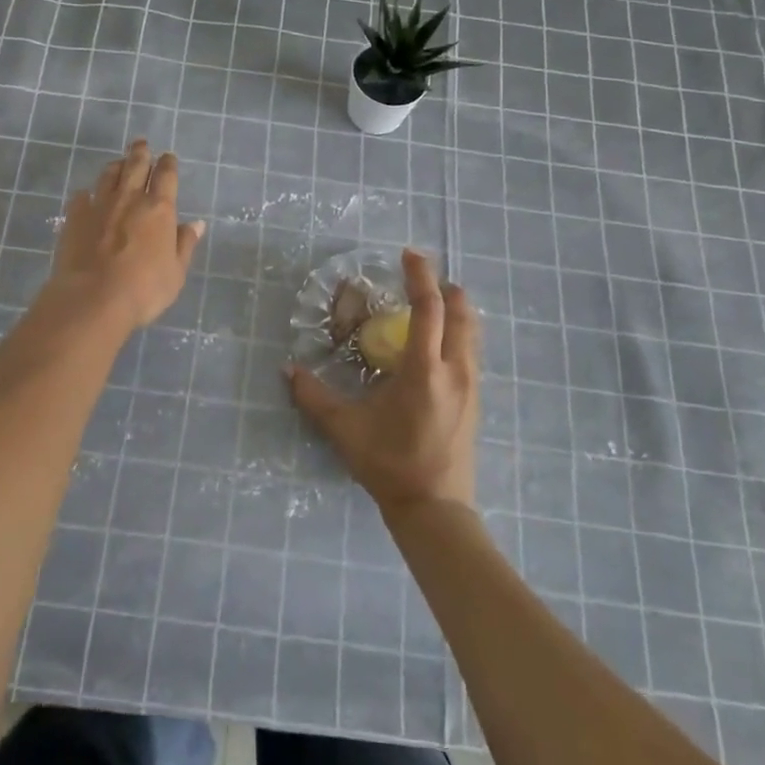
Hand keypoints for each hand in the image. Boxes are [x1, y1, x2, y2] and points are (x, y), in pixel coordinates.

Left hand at [46, 139, 203, 329]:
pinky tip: (87, 196)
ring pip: (108, 175)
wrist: (93, 298)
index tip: (168, 157)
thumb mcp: (176, 272)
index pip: (166, 176)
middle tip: (141, 143)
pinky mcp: (74, 217)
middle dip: (140, 152)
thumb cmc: (144, 289)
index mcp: (159, 209)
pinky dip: (87, 194)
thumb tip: (196, 224)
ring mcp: (99, 205)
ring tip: (118, 163)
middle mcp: (129, 198)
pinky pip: (82, 197)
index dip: (168, 164)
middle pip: (135, 165)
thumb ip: (185, 245)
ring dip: (116, 166)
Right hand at [286, 248, 480, 514]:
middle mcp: (455, 371)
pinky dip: (459, 333)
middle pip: (461, 313)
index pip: (429, 309)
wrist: (435, 509)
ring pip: (472, 332)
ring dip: (456, 309)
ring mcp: (471, 386)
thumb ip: (314, 397)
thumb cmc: (390, 465)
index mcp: (425, 371)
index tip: (411, 255)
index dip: (421, 277)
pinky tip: (439, 344)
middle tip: (423, 276)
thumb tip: (288, 370)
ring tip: (433, 303)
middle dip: (445, 287)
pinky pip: (472, 351)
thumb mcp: (346, 430)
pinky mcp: (476, 401)